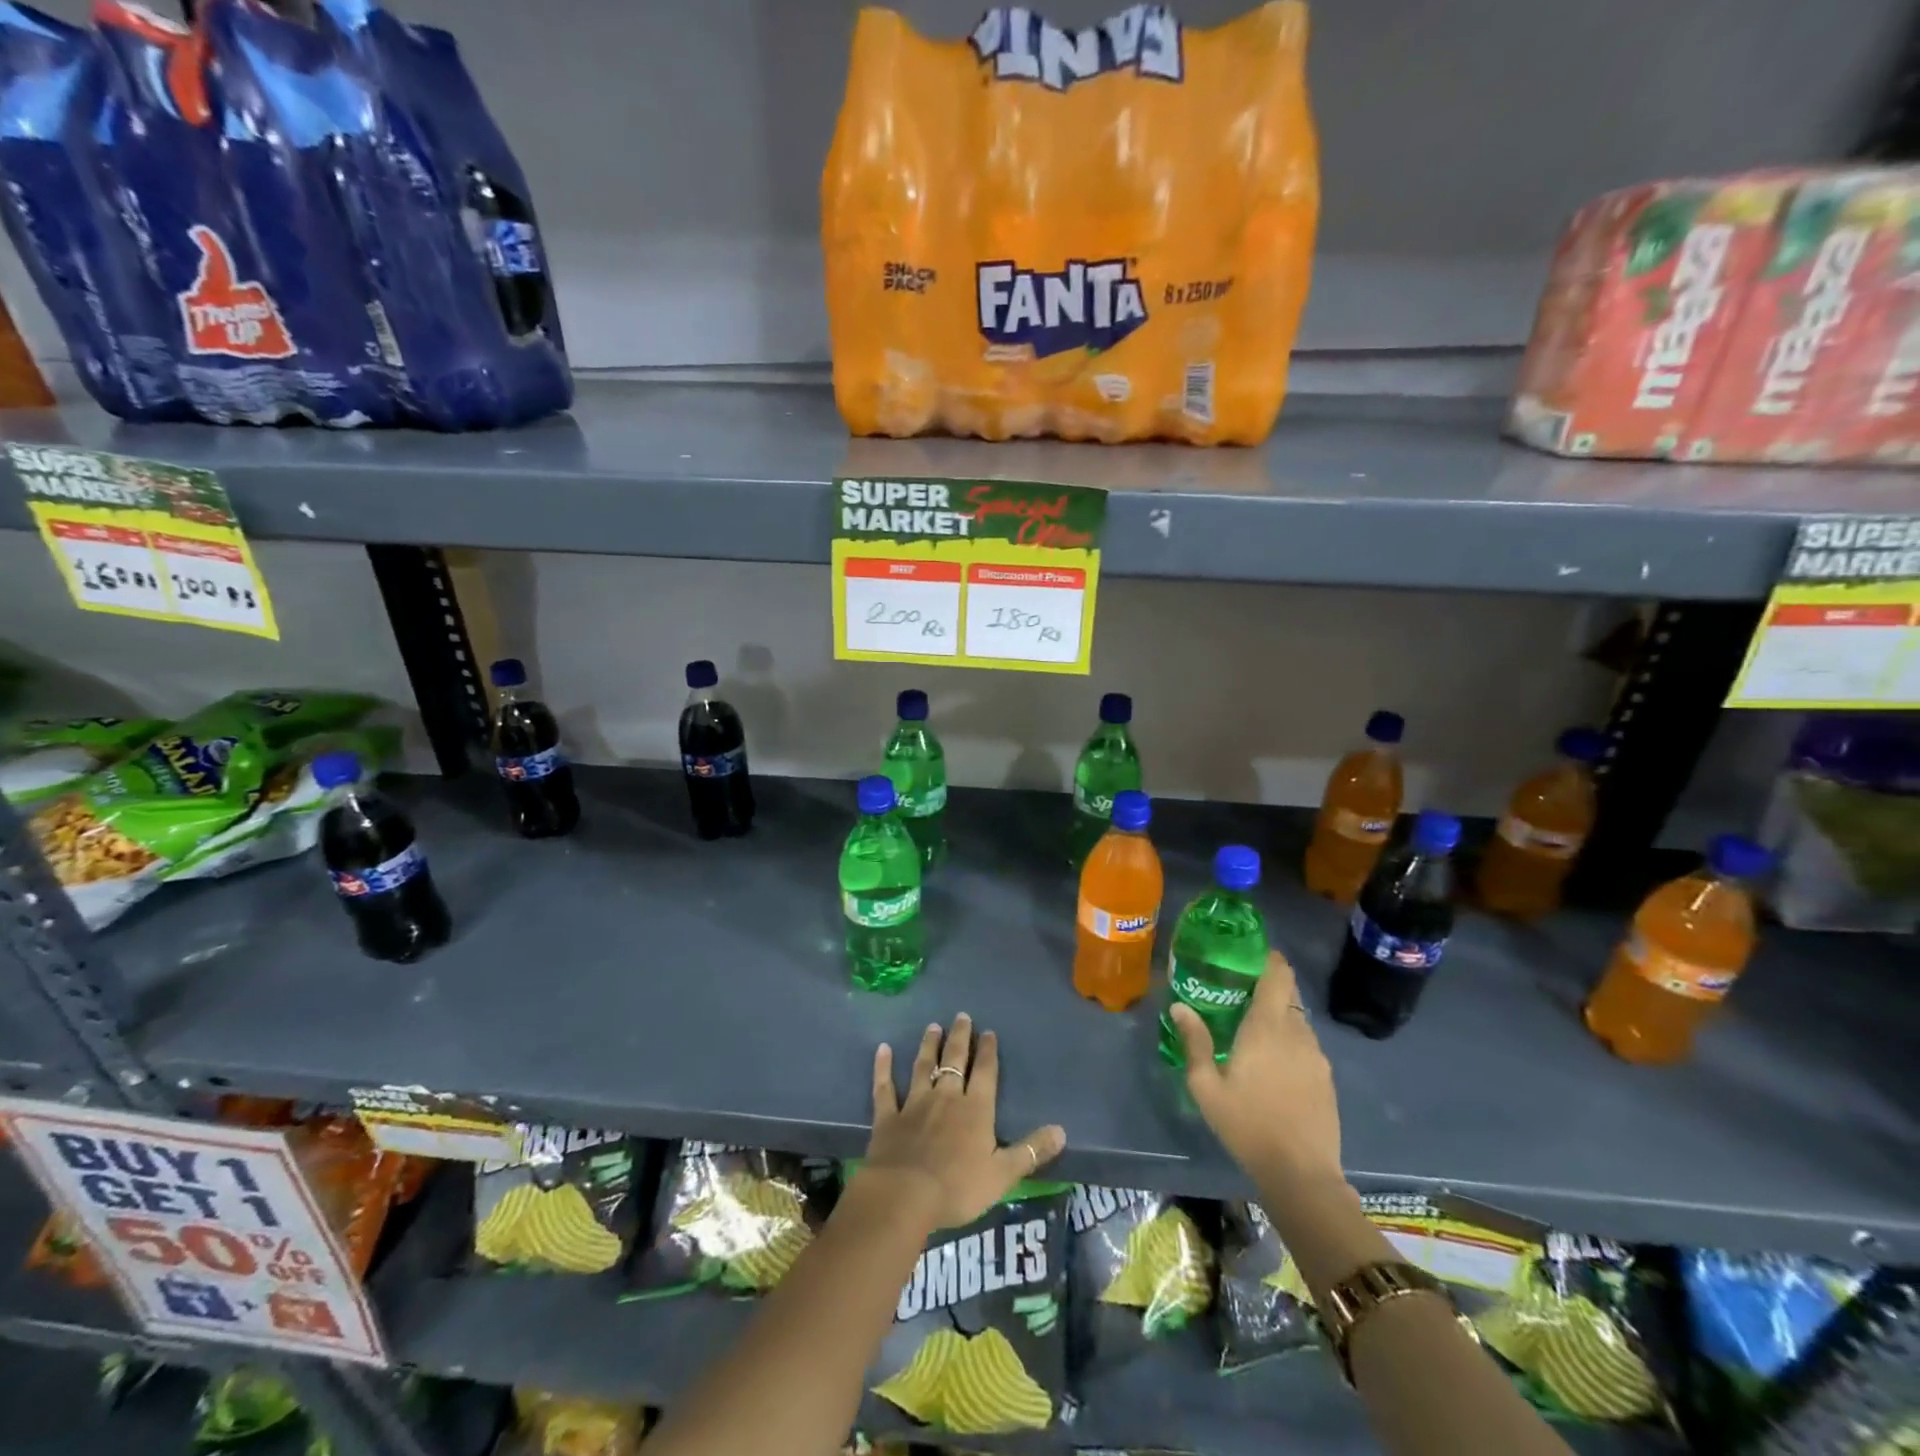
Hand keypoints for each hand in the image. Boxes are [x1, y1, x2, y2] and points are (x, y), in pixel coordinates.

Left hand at [858, 1014, 1066, 1232]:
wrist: (905, 1194)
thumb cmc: (958, 1187)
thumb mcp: (1003, 1174)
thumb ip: (1031, 1151)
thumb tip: (1062, 1131)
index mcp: (976, 1110)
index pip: (985, 1073)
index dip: (988, 1052)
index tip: (988, 1032)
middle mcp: (946, 1098)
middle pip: (955, 1061)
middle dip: (960, 1038)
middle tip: (962, 1016)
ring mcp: (915, 1104)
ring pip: (923, 1067)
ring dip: (929, 1046)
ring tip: (933, 1027)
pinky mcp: (888, 1116)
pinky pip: (885, 1087)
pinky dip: (883, 1068)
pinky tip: (882, 1049)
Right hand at [1169, 950, 1342, 1185]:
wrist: (1302, 1175)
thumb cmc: (1248, 1125)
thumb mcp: (1207, 1087)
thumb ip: (1195, 1041)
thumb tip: (1179, 1006)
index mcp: (1267, 1027)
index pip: (1277, 975)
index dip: (1269, 958)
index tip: (1250, 953)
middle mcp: (1297, 1032)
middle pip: (1288, 993)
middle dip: (1268, 984)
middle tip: (1240, 990)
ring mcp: (1317, 1056)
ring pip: (1298, 1019)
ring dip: (1279, 1015)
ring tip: (1253, 1028)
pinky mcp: (1327, 1078)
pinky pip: (1307, 1044)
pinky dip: (1290, 1040)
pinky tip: (1274, 1063)